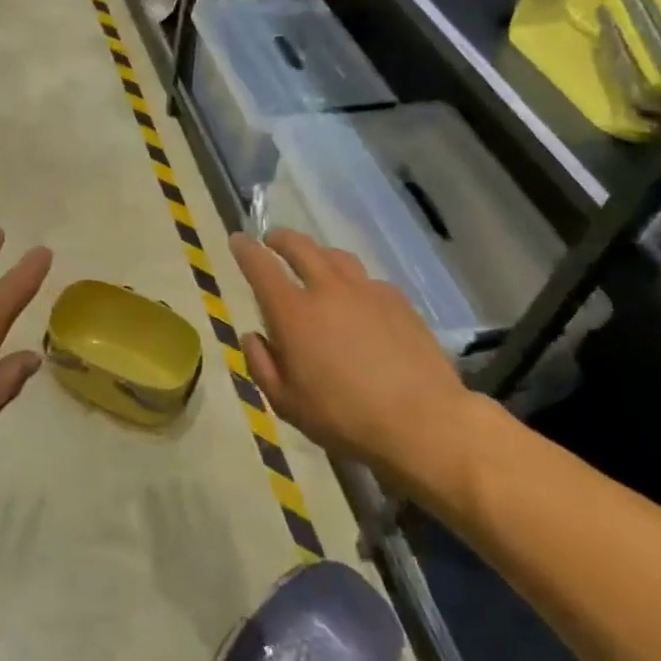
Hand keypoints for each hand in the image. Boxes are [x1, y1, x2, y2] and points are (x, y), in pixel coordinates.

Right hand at [231, 229, 476, 497]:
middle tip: (273, 240)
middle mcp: (327, 290)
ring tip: (314, 261)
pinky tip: (357, 298)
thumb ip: (262, 365)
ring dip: (317, 253)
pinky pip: (367, 279)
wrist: (423, 422)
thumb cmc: (345, 418)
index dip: (245, 249)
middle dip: (281, 239)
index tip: (237, 239)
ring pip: (336, 256)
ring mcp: (367, 291)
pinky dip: (352, 280)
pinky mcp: (398, 301)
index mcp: (293, 312)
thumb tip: (253, 336)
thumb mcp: (287, 403)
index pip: (261, 267)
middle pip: (300, 247)